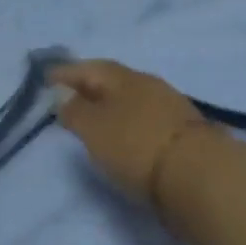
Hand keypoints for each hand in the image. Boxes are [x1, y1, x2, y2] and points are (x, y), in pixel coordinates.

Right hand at [47, 59, 218, 209]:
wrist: (198, 176)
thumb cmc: (136, 146)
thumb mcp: (94, 128)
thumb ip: (75, 110)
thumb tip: (63, 95)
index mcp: (125, 78)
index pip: (91, 68)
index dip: (68, 73)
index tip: (47, 78)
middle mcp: (150, 86)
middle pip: (114, 83)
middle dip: (91, 88)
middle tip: (69, 98)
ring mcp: (171, 109)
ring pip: (133, 101)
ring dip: (112, 108)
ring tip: (95, 121)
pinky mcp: (184, 135)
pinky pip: (147, 121)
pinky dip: (130, 125)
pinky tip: (125, 138)